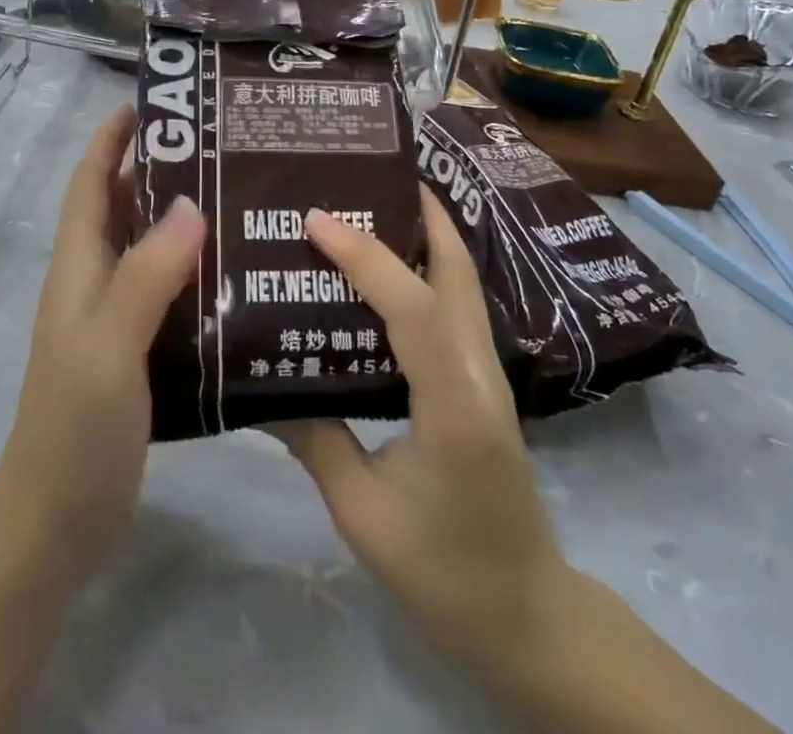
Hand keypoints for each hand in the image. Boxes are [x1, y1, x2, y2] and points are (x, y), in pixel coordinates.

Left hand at [0, 106, 203, 575]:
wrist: (55, 523)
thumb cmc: (74, 428)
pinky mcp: (136, 350)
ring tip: (241, 195)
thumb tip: (190, 202)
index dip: (111, 138)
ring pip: (147, 248)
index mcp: (78, 267)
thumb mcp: (109, 345)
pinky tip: (238, 272)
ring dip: (181, 218)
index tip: (153, 102)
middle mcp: (94, 281)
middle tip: (221, 145)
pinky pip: (166, 291)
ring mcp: (114, 318)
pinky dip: (194, 269)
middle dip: (158, 168)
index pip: (89, 182)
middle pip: (120, 207)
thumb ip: (146, 275)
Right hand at [276, 188, 566, 668]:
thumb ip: (315, 442)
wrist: (529, 617)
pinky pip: (456, 305)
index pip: (411, 307)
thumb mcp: (364, 514)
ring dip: (426, 233)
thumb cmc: (445, 572)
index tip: (317, 219)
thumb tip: (263, 388)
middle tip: (366, 175)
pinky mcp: (484, 382)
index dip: (365, 255)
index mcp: (453, 405)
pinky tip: (392, 269)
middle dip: (419, 213)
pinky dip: (429, 267)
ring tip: (376, 202)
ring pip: (463, 281)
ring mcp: (489, 374)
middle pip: (457, 271)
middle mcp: (480, 373)